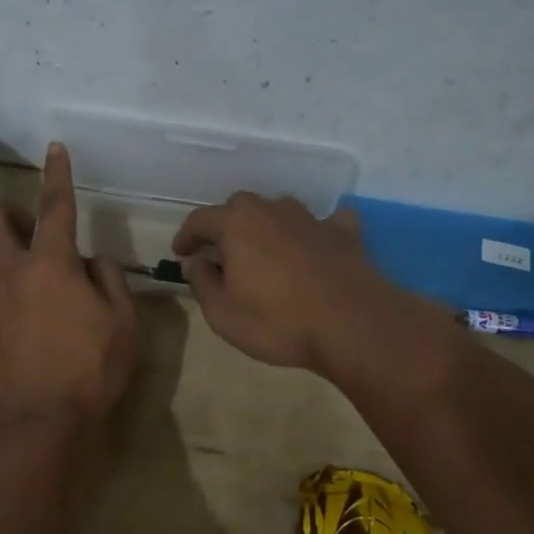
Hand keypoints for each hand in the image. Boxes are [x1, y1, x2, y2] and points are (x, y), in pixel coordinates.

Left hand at [0, 143, 139, 432]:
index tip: (54, 148)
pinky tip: (14, 324)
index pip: (56, 206)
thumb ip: (109, 280)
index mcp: (52, 264)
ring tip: (26, 285)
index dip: (57, 174)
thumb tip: (92, 262)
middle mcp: (10, 273)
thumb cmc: (90, 371)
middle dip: (10, 214)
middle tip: (33, 232)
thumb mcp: (124, 324)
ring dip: (1, 257)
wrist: (35, 427)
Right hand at [172, 194, 413, 373]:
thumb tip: (198, 263)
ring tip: (264, 254)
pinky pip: (324, 223)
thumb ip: (203, 283)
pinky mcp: (343, 233)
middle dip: (225, 227)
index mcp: (237, 225)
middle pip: (239, 208)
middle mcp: (272, 210)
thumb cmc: (278, 322)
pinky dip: (314, 232)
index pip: (200, 219)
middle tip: (220, 255)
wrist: (353, 325)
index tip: (181, 254)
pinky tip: (316, 245)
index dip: (186, 236)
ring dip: (266, 227)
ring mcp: (311, 218)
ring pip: (279, 211)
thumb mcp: (223, 314)